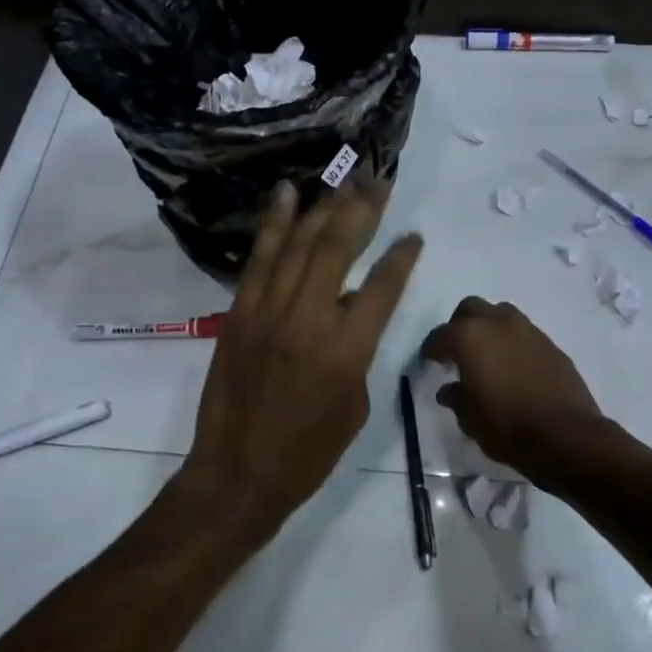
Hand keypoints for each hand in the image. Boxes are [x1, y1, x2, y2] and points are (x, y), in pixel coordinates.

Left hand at [181, 179, 422, 545]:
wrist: (239, 472)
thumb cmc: (308, 452)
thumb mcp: (355, 404)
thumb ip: (358, 350)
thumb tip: (351, 311)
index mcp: (347, 350)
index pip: (382, 287)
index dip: (401, 256)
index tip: (413, 236)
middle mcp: (309, 319)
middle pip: (339, 248)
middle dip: (362, 209)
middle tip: (378, 181)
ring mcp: (268, 311)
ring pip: (299, 244)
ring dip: (323, 206)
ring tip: (342, 179)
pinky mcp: (240, 312)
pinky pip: (260, 259)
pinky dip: (274, 224)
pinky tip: (286, 196)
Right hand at [421, 297, 603, 481]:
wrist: (565, 436)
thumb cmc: (506, 426)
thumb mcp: (469, 418)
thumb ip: (456, 397)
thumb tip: (449, 390)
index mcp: (470, 337)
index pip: (441, 335)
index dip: (432, 348)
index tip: (430, 360)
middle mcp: (498, 323)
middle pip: (471, 308)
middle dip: (460, 325)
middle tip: (457, 349)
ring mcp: (528, 330)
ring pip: (501, 314)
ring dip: (489, 329)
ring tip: (487, 355)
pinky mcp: (551, 345)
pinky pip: (524, 334)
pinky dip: (513, 343)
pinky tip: (513, 367)